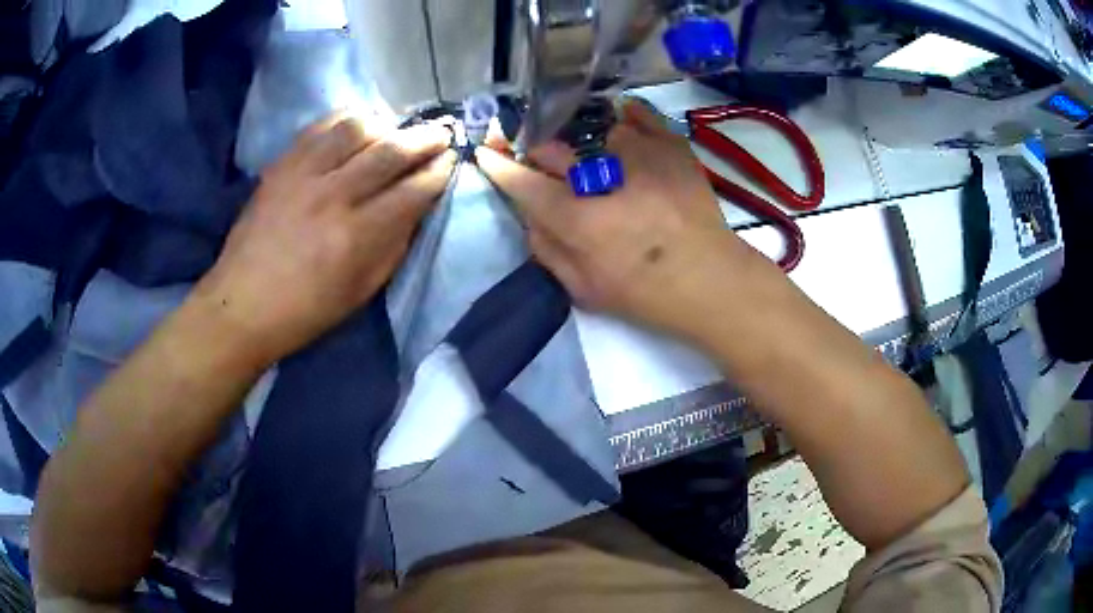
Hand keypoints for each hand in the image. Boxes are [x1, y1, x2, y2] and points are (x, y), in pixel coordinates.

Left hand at [193, 113, 456, 365]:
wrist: (242, 304)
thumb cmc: (306, 311)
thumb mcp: (361, 291)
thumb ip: (394, 246)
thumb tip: (417, 207)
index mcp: (357, 237)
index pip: (413, 191)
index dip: (439, 173)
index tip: (452, 162)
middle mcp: (334, 197)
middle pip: (391, 151)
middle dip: (425, 138)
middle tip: (442, 132)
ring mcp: (303, 175)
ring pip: (357, 127)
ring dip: (386, 123)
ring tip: (396, 128)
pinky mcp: (281, 165)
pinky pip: (319, 126)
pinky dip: (345, 118)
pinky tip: (357, 123)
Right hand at [476, 101, 771, 338]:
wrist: (712, 281)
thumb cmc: (646, 294)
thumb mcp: (584, 290)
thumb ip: (547, 251)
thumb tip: (530, 215)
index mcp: (577, 219)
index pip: (522, 182)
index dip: (499, 165)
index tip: (486, 152)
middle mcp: (603, 176)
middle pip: (551, 146)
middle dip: (533, 146)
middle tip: (534, 150)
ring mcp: (640, 153)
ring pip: (592, 130)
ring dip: (584, 142)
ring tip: (596, 155)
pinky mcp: (670, 145)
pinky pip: (637, 115)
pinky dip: (625, 119)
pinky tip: (624, 128)